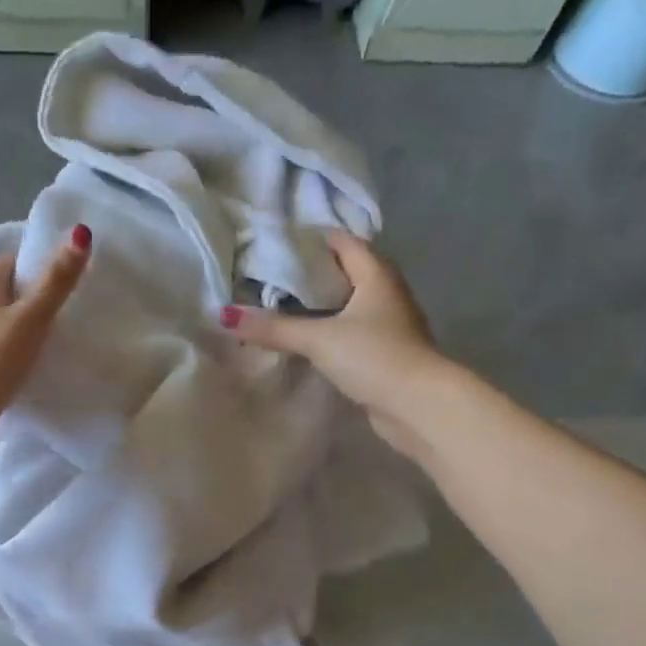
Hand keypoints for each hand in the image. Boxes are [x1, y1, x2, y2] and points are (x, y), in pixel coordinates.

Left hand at [0, 224, 91, 450]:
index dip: (38, 262)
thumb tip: (80, 232)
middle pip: (7, 292)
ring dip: (25, 327)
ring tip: (59, 337)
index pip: (12, 261)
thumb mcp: (31, 318)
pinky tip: (34, 365)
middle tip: (71, 306)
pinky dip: (15, 352)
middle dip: (34, 296)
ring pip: (2, 323)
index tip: (68, 272)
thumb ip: (56, 281)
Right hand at [219, 232, 443, 459]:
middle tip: (267, 279)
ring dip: (318, 307)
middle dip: (309, 275)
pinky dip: (327, 332)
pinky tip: (302, 342)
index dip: (310, 240)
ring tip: (277, 309)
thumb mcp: (319, 338)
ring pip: (346, 305)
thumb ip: (275, 327)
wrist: (418, 406)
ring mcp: (388, 324)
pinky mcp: (384, 353)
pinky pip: (349, 333)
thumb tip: (227, 317)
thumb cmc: (375, 356)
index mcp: (376, 274)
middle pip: (344, 272)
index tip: (274, 246)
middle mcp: (386, 292)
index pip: (342, 242)